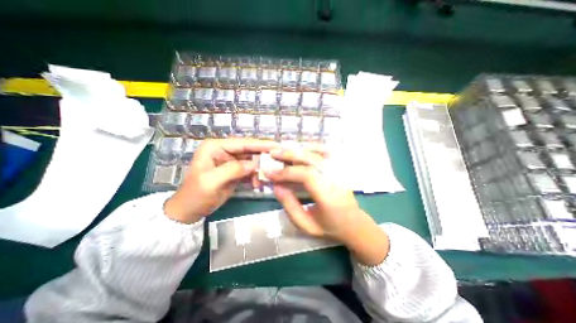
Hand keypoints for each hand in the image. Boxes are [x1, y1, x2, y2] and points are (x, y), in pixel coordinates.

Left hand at [163, 139, 279, 224]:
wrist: (189, 211)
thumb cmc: (195, 195)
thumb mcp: (211, 182)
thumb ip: (232, 170)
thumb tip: (253, 165)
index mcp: (215, 147)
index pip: (242, 143)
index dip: (260, 145)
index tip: (276, 146)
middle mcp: (224, 151)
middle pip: (249, 151)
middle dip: (263, 157)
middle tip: (278, 161)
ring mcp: (230, 161)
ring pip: (251, 161)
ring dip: (260, 169)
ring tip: (267, 178)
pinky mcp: (235, 171)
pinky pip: (250, 171)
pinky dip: (255, 176)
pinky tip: (258, 184)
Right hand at [265, 149, 391, 264]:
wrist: (354, 223)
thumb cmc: (330, 227)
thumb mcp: (306, 225)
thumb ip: (290, 206)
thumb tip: (276, 186)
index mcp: (328, 196)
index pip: (306, 175)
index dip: (286, 173)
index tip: (269, 173)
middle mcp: (336, 179)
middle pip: (312, 159)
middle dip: (289, 155)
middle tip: (273, 153)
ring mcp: (340, 171)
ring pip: (319, 153)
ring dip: (300, 150)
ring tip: (284, 150)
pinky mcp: (341, 168)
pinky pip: (327, 152)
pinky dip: (313, 147)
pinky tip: (302, 149)